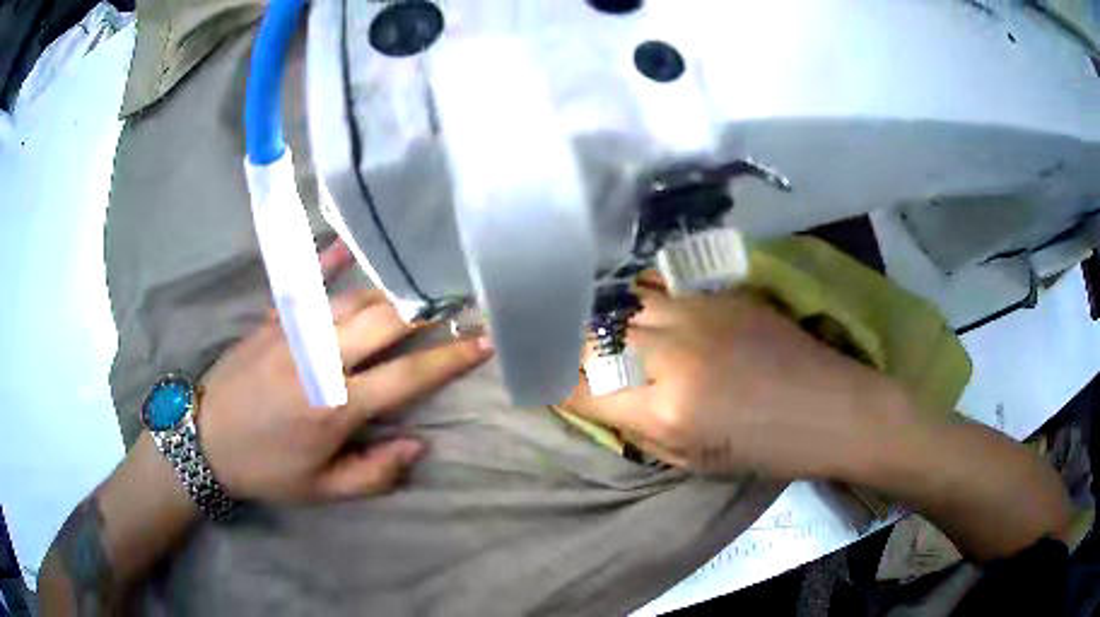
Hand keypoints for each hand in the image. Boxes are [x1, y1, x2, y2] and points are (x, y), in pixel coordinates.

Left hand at [197, 241, 492, 501]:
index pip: (408, 377)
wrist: (205, 438)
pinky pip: (307, 283)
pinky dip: (330, 261)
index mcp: (337, 407)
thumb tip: (418, 445)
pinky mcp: (274, 319)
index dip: (451, 358)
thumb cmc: (267, 468)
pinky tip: (351, 243)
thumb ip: (374, 474)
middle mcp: (322, 360)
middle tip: (460, 296)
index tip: (484, 339)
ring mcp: (295, 332)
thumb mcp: (323, 490)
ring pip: (354, 300)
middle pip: (386, 323)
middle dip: (429, 309)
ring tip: (420, 280)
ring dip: (392, 289)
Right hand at [566, 280, 913, 479]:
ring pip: (619, 302)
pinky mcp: (717, 293)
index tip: (526, 369)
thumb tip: (587, 396)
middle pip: (592, 335)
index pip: (580, 386)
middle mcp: (673, 353)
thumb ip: (634, 426)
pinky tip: (619, 296)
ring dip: (591, 310)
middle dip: (559, 337)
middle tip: (537, 331)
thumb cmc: (765, 449)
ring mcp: (696, 314)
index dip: (546, 377)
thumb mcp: (691, 459)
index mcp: (667, 409)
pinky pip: (654, 287)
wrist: (830, 406)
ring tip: (571, 309)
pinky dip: (629, 294)